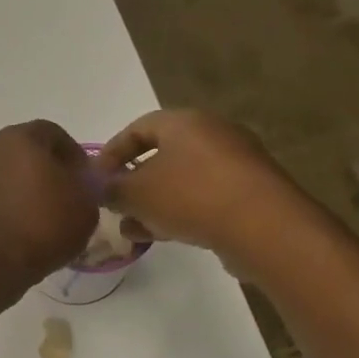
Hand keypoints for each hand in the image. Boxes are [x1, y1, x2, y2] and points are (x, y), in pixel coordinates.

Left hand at [0, 120, 98, 287]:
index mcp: (20, 137)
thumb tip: (80, 185)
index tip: (85, 181)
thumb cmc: (41, 224)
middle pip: (25, 154)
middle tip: (65, 198)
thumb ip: (87, 188)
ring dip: (23, 191)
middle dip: (46, 172)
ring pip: (5, 177)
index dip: (74, 156)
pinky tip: (20, 232)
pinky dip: (5, 209)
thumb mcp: (85, 207)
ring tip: (42, 219)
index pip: (54, 134)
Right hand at [94, 110, 296, 263]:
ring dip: (154, 203)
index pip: (137, 128)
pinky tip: (164, 236)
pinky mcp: (249, 193)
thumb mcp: (136, 194)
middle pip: (162, 155)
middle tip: (114, 206)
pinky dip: (180, 212)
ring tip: (133, 230)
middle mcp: (212, 134)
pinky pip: (204, 197)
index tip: (95, 179)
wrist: (263, 226)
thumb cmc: (191, 196)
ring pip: (181, 180)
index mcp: (184, 122)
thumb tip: (99, 188)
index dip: (111, 153)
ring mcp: (235, 164)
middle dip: (133, 183)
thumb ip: (111, 189)